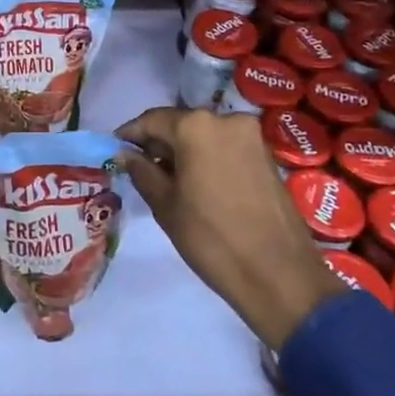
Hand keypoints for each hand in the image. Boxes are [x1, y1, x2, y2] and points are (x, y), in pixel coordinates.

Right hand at [117, 108, 345, 348]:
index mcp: (196, 126)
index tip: (115, 147)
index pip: (152, 120)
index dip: (131, 133)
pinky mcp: (267, 155)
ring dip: (184, 150)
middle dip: (159, 142)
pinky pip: (226, 146)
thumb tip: (126, 154)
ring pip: (205, 134)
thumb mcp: (166, 205)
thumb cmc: (212, 238)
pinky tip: (196, 182)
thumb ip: (142, 172)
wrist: (279, 275)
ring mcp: (251, 137)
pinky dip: (207, 157)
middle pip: (181, 123)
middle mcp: (226, 120)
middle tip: (139, 165)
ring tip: (167, 177)